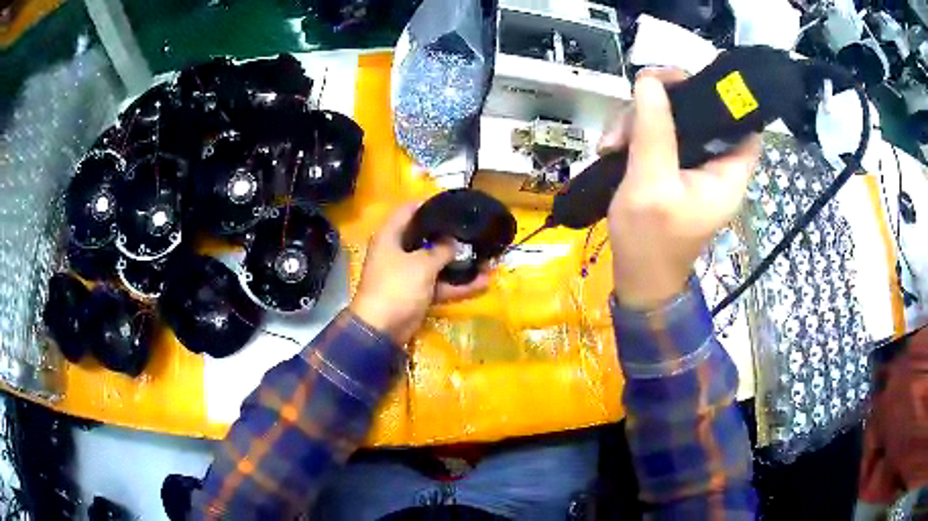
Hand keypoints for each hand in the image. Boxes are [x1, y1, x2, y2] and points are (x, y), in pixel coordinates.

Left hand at [349, 203, 490, 344]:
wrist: (381, 329)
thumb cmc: (397, 287)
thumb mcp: (421, 264)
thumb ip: (441, 250)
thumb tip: (453, 241)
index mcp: (390, 236)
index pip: (408, 211)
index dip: (429, 205)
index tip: (453, 205)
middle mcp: (398, 252)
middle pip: (425, 238)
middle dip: (450, 237)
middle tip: (474, 231)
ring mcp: (408, 274)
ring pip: (436, 264)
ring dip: (459, 264)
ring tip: (486, 259)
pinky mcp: (417, 294)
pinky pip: (439, 285)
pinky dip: (457, 285)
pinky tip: (482, 283)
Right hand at [602, 69, 761, 308]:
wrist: (636, 280)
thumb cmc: (650, 242)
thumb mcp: (651, 184)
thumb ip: (654, 131)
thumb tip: (651, 81)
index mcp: (728, 173)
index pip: (745, 124)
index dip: (726, 97)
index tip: (691, 81)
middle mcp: (716, 165)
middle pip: (701, 113)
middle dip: (663, 104)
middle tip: (631, 112)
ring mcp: (694, 166)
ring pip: (673, 120)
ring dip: (639, 120)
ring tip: (610, 144)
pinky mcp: (674, 168)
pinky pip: (658, 135)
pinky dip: (635, 134)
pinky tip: (612, 147)